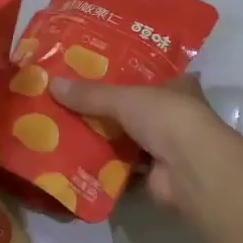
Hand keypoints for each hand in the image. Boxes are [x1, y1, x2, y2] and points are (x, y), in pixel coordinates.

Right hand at [50, 74, 236, 214]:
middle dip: (106, 106)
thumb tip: (52, 84)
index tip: (94, 68)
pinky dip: (102, 164)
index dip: (125, 71)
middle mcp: (174, 114)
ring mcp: (166, 146)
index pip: (150, 73)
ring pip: (127, 136)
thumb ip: (91, 94)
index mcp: (178, 86)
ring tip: (64, 126)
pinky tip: (75, 158)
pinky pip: (121, 165)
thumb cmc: (167, 118)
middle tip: (68, 98)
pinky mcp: (155, 174)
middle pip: (134, 107)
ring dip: (102, 136)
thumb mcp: (125, 98)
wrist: (191, 170)